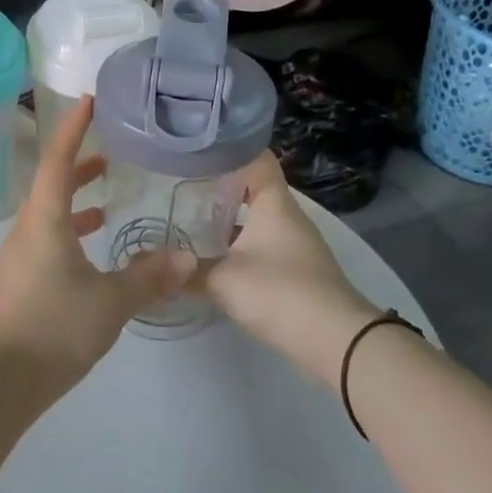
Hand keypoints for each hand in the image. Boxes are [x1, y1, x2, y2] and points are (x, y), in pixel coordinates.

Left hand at [0, 97, 194, 393]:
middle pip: (51, 185)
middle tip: (110, 155)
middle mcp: (27, 230)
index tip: (89, 102)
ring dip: (76, 202)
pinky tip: (95, 253)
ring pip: (50, 215)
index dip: (73, 130)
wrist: (2, 381)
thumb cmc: (55, 327)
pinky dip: (72, 233)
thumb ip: (149, 276)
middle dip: (79, 166)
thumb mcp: (110, 301)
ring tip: (108, 201)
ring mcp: (21, 257)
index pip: (56, 160)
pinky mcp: (22, 281)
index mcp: (43, 221)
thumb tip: (187, 258)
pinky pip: (49, 241)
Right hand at [199, 151, 380, 388]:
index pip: (255, 158)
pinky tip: (212, 261)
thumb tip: (155, 264)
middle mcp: (287, 217)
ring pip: (255, 222)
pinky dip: (238, 249)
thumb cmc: (279, 292)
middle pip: (251, 190)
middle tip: (178, 190)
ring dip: (226, 223)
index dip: (227, 150)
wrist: (336, 342)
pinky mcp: (297, 272)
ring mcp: (295, 245)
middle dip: (217, 189)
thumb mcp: (223, 280)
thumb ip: (188, 270)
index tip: (195, 151)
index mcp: (274, 204)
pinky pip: (261, 248)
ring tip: (187, 224)